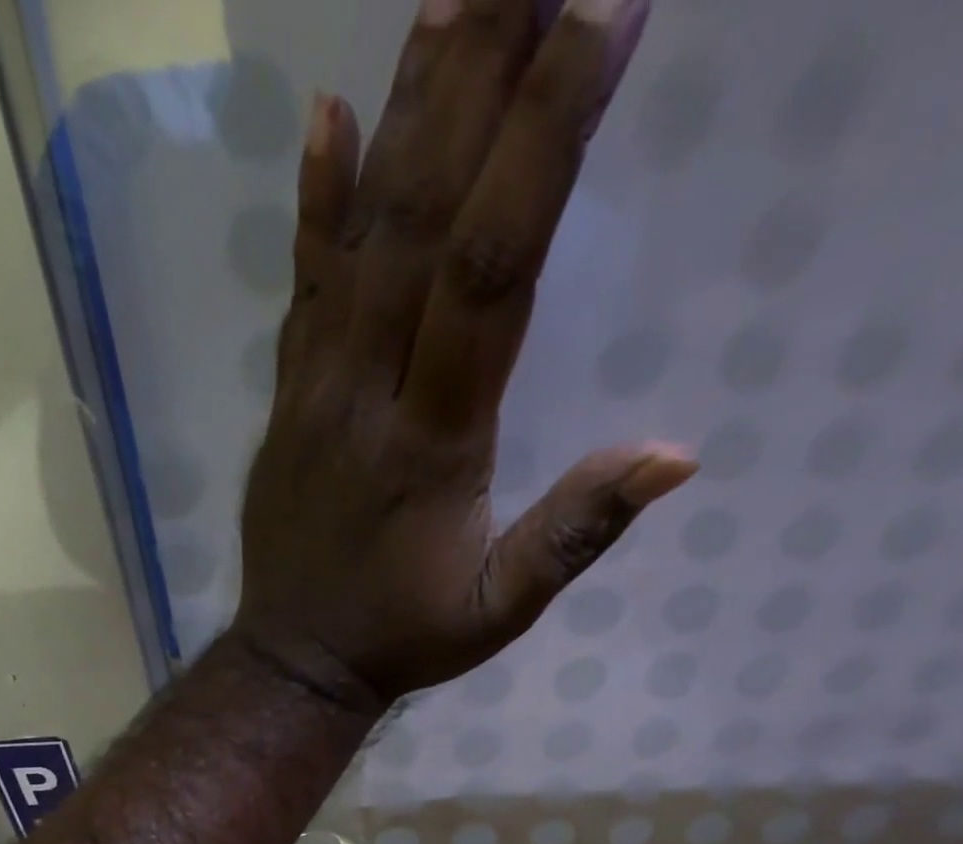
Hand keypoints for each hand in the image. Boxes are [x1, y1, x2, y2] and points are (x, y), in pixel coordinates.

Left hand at [229, 0, 694, 707]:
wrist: (298, 660)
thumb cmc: (404, 638)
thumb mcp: (499, 611)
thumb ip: (576, 535)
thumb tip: (675, 455)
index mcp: (435, 443)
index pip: (493, 272)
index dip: (544, 143)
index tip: (599, 14)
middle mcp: (369, 391)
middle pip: (424, 219)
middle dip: (481, 76)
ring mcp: (317, 386)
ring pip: (360, 235)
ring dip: (407, 107)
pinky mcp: (287, 395)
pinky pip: (300, 286)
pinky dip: (312, 201)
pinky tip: (324, 114)